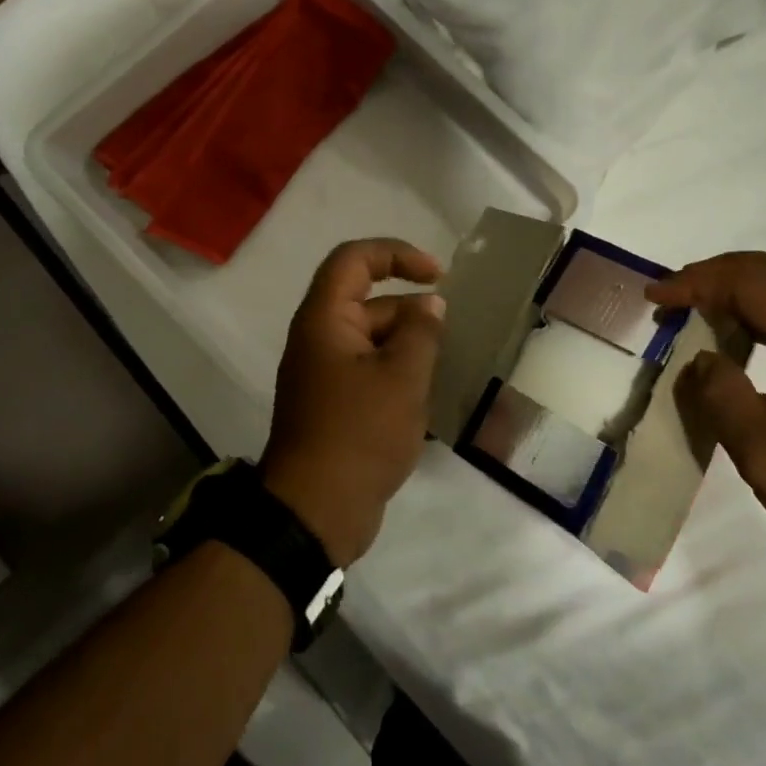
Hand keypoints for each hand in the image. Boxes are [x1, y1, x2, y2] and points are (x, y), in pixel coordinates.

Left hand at [262, 238, 446, 566]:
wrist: (317, 511)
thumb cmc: (360, 434)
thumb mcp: (402, 377)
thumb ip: (421, 332)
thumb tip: (429, 305)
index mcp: (325, 320)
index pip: (354, 260)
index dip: (397, 254)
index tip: (438, 276)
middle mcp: (319, 340)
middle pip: (369, 303)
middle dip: (412, 312)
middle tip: (449, 338)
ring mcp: (325, 375)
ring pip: (373, 341)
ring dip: (409, 347)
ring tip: (443, 370)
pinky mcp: (335, 406)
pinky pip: (370, 372)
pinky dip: (398, 374)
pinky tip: (427, 397)